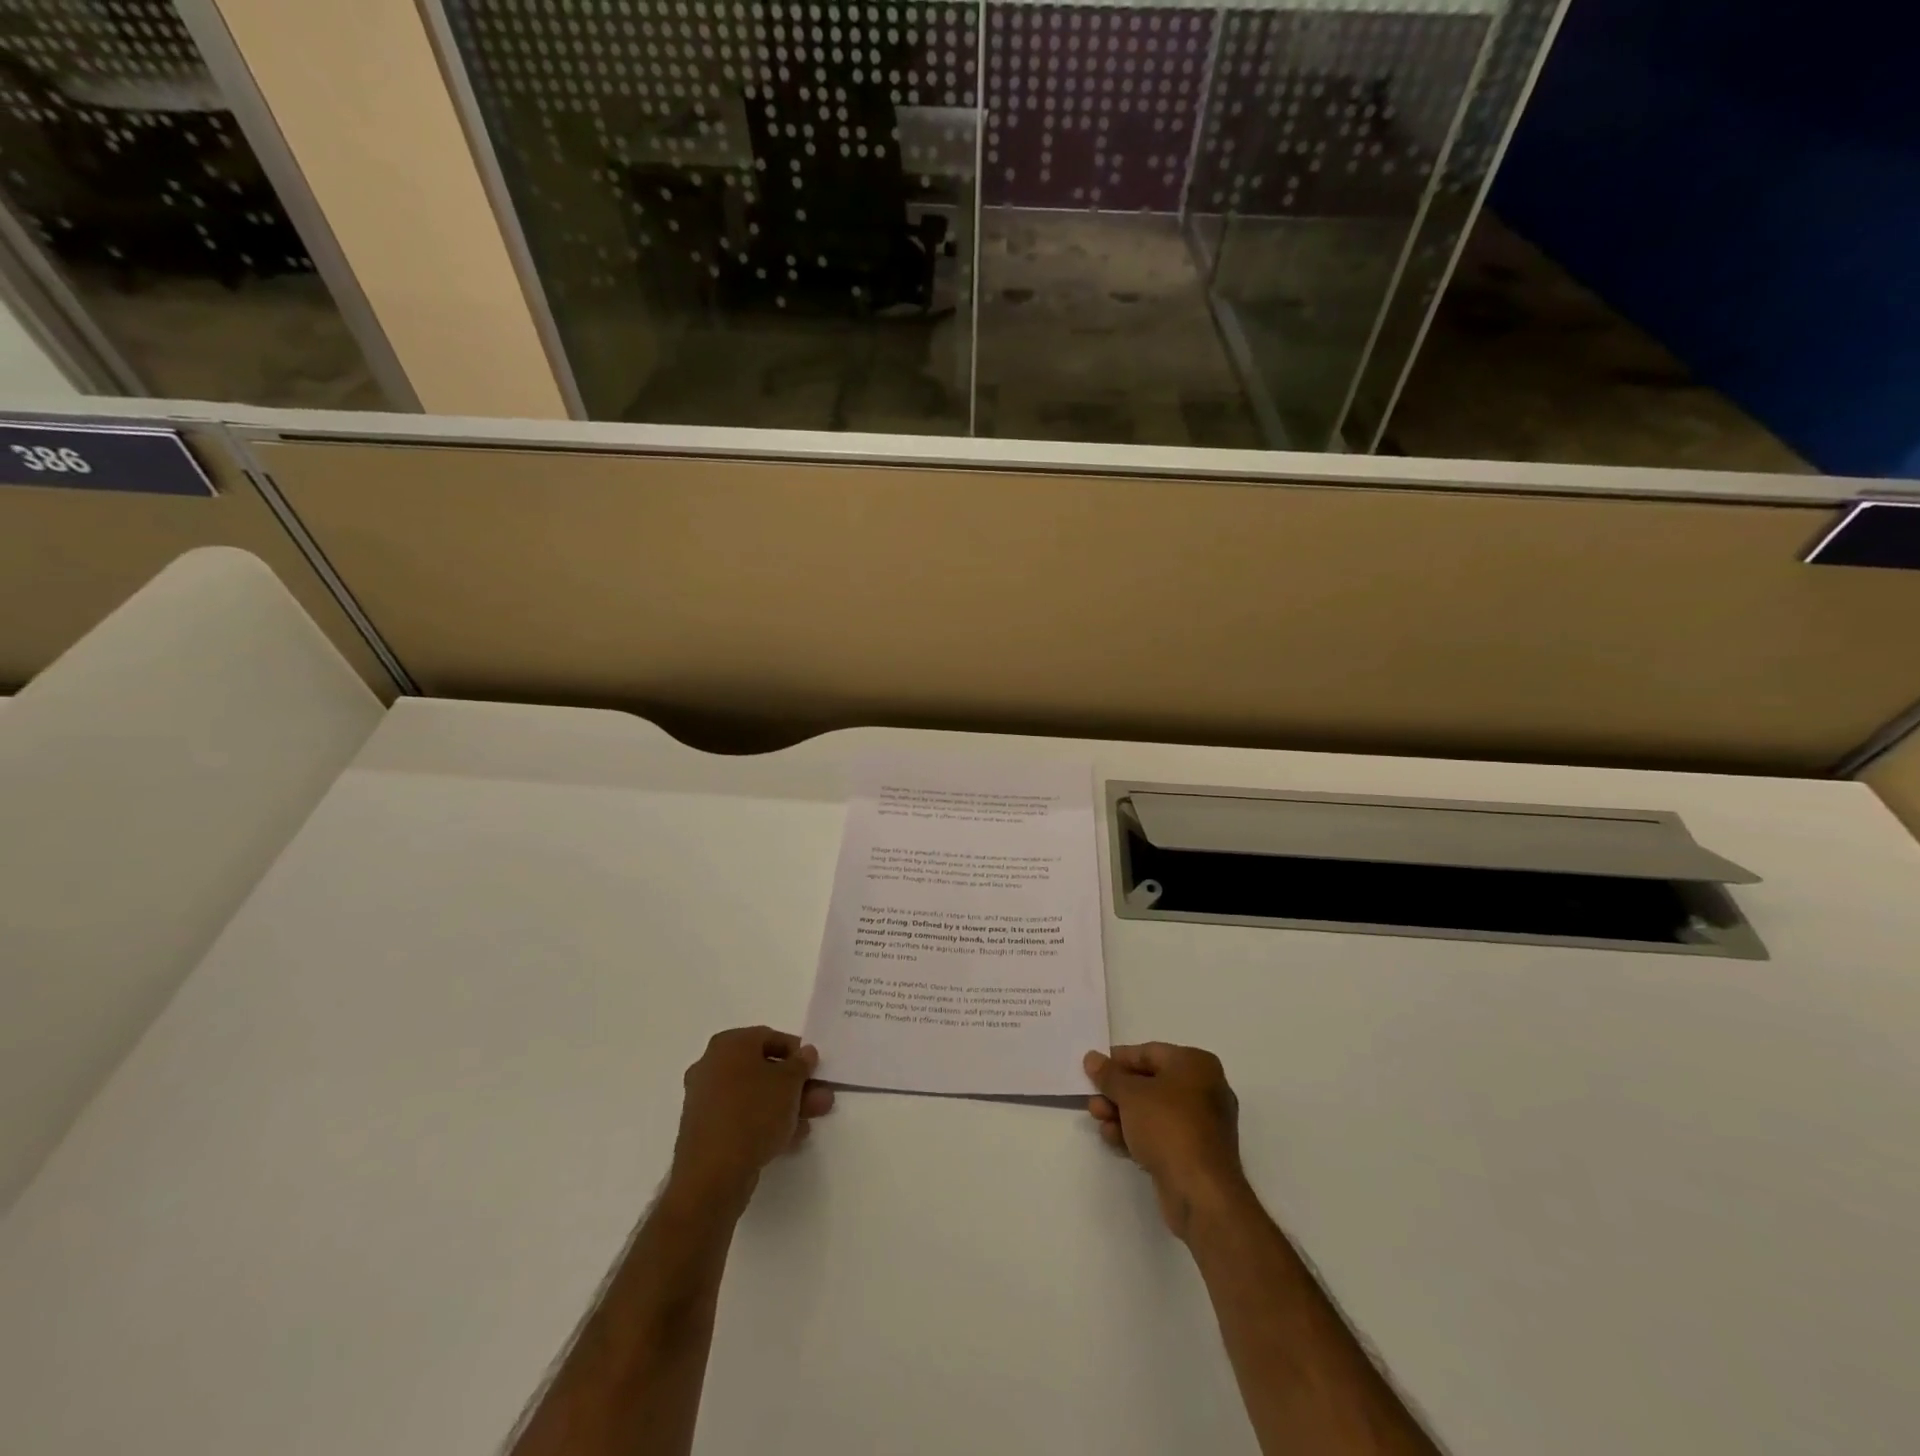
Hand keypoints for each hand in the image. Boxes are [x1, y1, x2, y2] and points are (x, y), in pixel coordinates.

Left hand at [667, 1027, 834, 1213]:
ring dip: (785, 1105)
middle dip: (795, 1085)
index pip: (769, 1037)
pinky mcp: (705, 1131)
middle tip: (820, 1099)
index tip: (815, 1069)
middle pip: (763, 1069)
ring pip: (754, 1096)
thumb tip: (805, 1053)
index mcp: (728, 1045)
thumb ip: (801, 1064)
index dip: (797, 1052)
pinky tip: (790, 1138)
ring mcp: (705, 1100)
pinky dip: (765, 1123)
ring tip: (810, 1122)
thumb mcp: (789, 1083)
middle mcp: (712, 1066)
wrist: (712, 1175)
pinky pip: (742, 1118)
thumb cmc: (753, 1114)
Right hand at [1085, 1043, 1250, 1238]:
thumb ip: (1109, 1075)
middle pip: (1150, 1083)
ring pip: (1153, 1111)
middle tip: (1093, 1099)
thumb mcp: (1131, 1094)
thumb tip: (1092, 1058)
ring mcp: (1202, 1124)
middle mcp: (1204, 1089)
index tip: (1093, 1069)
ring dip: (1122, 1113)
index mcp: (1196, 1064)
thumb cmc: (1168, 1127)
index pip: (1149, 1052)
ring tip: (1098, 1119)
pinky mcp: (1195, 1153)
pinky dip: (1137, 1133)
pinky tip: (1113, 1139)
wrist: (1200, 1192)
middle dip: (1117, 1092)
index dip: (1118, 1060)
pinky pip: (1161, 1134)